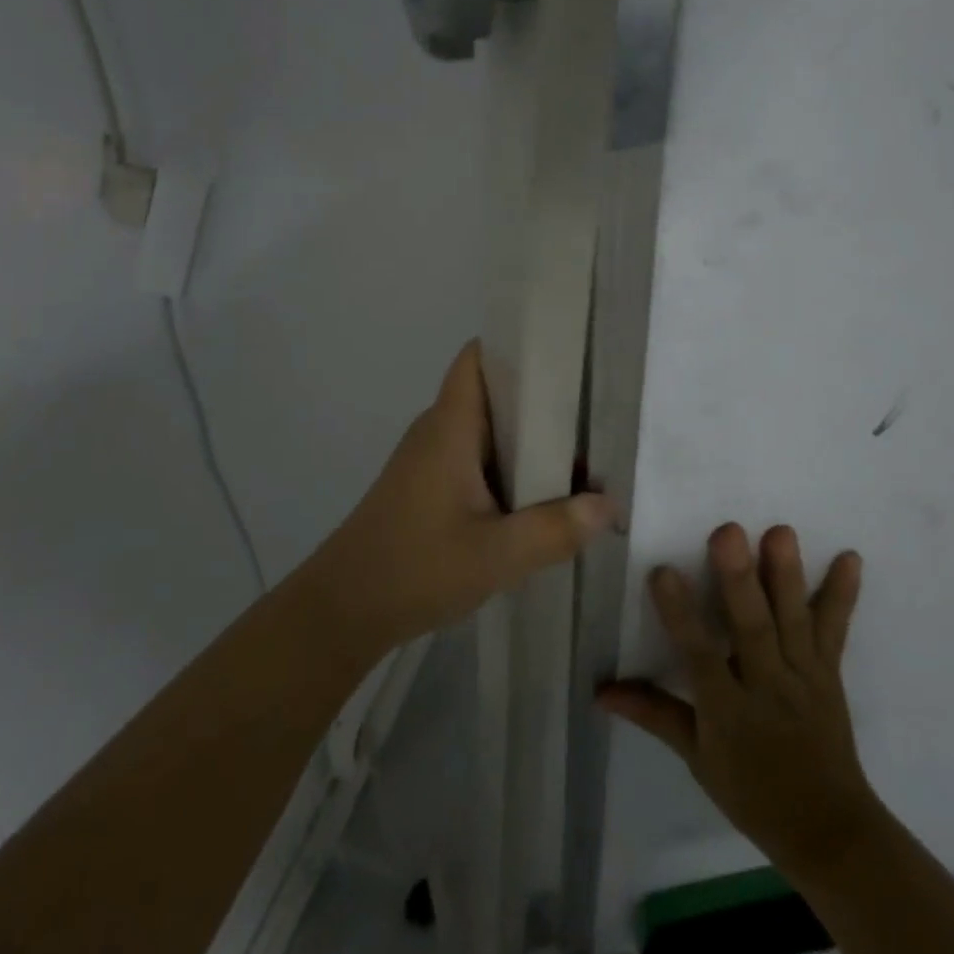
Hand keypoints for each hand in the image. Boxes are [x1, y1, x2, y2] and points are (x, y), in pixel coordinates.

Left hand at [303, 341, 616, 651]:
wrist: (343, 609)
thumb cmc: (414, 569)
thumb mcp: (496, 555)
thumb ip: (555, 528)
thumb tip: (609, 504)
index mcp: (450, 426)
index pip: (478, 357)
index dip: (517, 343)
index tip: (567, 351)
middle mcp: (440, 430)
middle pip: (494, 392)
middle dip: (543, 398)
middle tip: (597, 411)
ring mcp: (433, 458)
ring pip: (489, 430)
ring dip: (531, 439)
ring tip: (586, 451)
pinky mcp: (431, 485)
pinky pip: (480, 458)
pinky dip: (512, 466)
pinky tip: (546, 492)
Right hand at [598, 524, 878, 879]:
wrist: (829, 831)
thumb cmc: (752, 792)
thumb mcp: (697, 758)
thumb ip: (653, 713)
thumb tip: (600, 689)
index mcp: (728, 711)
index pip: (699, 656)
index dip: (681, 616)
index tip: (662, 571)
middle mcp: (767, 687)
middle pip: (753, 630)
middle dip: (740, 581)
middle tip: (728, 532)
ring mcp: (803, 677)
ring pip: (793, 622)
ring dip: (787, 576)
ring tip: (781, 531)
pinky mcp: (829, 672)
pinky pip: (835, 630)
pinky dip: (843, 594)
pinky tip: (851, 558)